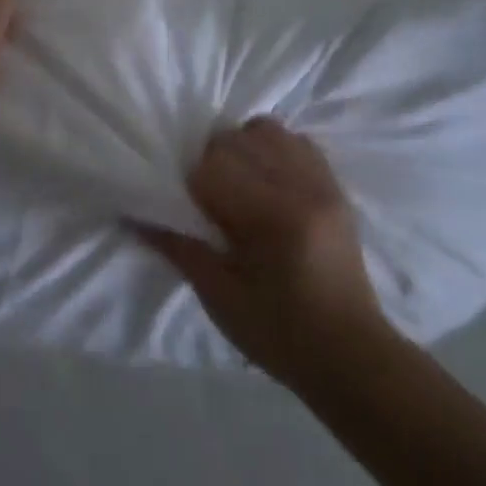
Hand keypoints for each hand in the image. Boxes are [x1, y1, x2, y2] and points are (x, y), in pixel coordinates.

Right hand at [138, 118, 395, 389]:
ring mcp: (323, 183)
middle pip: (237, 139)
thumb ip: (178, 247)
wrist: (351, 355)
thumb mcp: (219, 297)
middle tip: (208, 199)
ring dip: (241, 148)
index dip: (191, 185)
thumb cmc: (280, 334)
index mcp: (274, 218)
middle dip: (211, 161)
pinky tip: (264, 182)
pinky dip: (272, 150)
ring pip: (267, 130)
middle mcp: (302, 188)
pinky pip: (296, 141)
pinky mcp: (335, 186)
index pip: (213, 168)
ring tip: (237, 184)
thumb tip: (134, 215)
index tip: (187, 210)